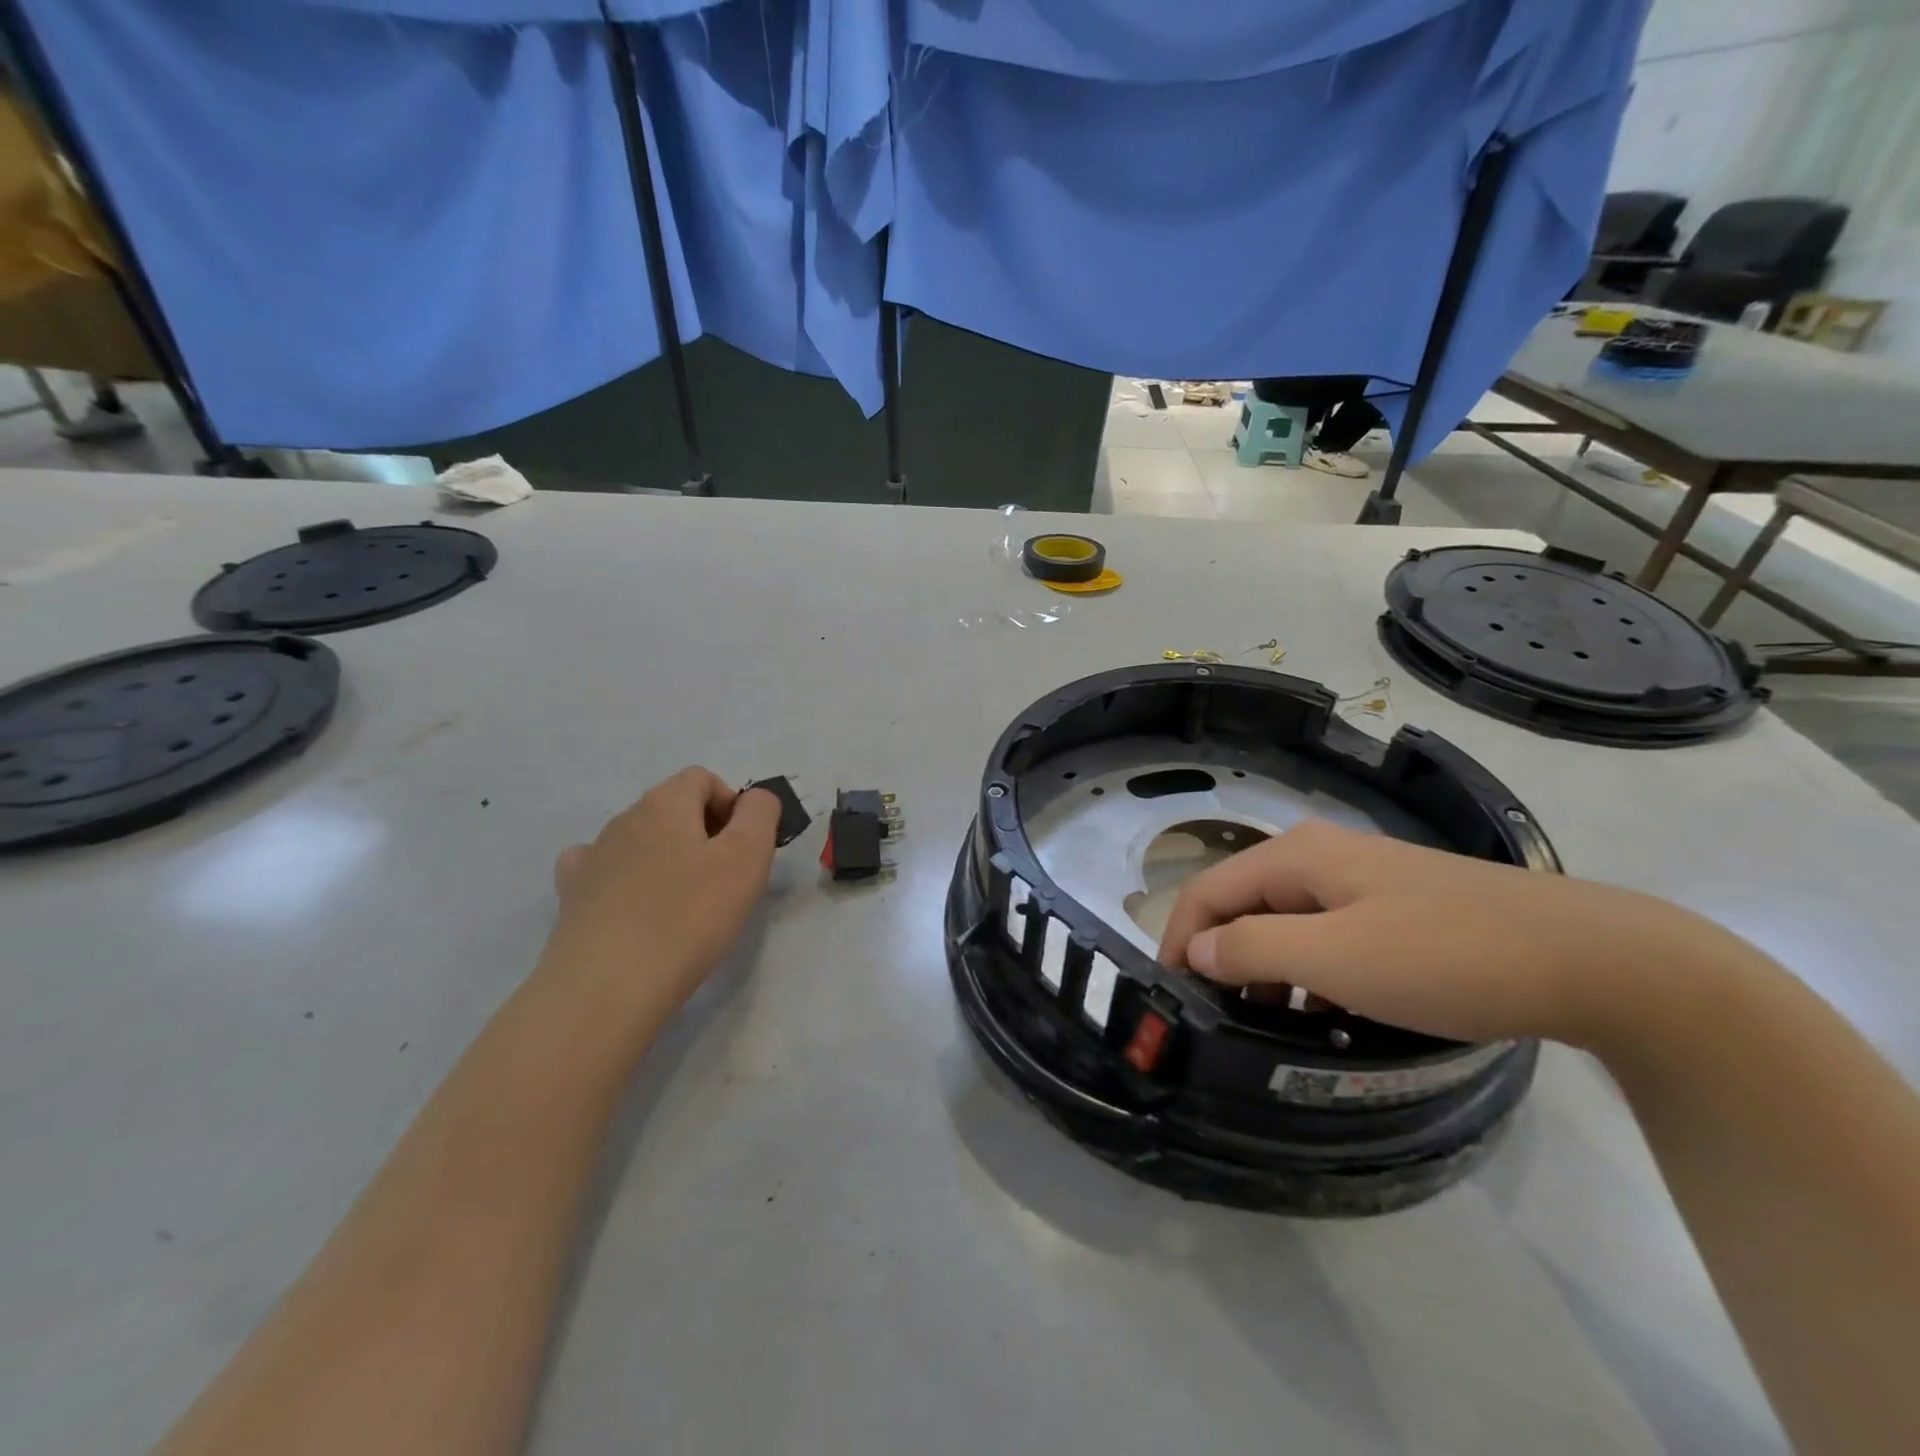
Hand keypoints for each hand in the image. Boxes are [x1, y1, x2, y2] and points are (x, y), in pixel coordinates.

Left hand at [538, 767, 781, 1025]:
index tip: (744, 849)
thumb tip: (755, 799)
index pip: (703, 779)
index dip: (732, 805)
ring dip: (668, 858)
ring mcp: (593, 857)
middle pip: (672, 808)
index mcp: (665, 803)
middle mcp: (624, 819)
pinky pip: (604, 870)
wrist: (607, 987)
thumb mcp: (748, 857)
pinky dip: (625, 878)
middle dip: (704, 833)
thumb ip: (760, 814)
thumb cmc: (690, 916)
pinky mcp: (573, 897)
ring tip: (685, 905)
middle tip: (725, 881)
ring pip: (641, 840)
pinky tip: (635, 906)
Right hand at [1157, 819, 1735, 1049]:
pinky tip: (1328, 1013)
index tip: (1171, 1000)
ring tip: (1272, 1027)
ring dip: (1266, 971)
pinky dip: (1310, 972)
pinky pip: (1326, 935)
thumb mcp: (1336, 958)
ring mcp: (1362, 879)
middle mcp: (1319, 856)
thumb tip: (1195, 947)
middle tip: (1220, 1021)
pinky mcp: (1396, 906)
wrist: (1593, 959)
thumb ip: (1252, 949)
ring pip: (1285, 922)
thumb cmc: (1448, 955)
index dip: (1177, 940)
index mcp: (1296, 856)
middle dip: (1221, 958)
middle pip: (1243, 903)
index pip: (1207, 890)